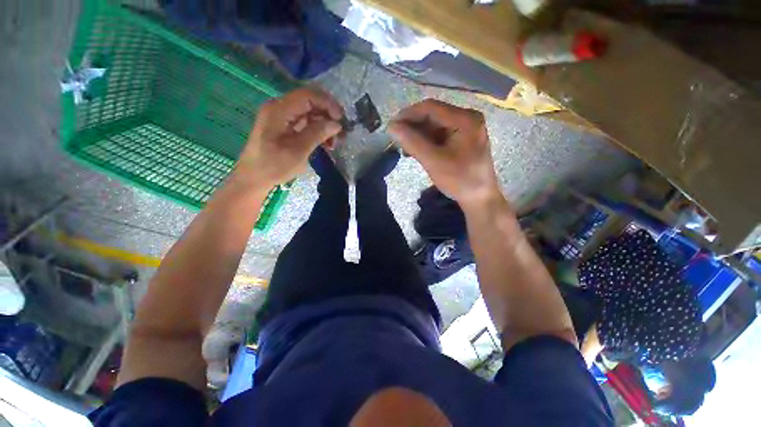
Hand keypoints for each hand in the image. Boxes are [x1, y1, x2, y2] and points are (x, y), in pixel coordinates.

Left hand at [235, 87, 343, 187]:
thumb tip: (337, 124)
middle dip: (328, 116)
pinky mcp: (284, 127)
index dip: (328, 104)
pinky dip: (317, 131)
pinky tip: (325, 143)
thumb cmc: (274, 166)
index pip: (308, 95)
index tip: (341, 120)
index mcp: (279, 110)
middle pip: (310, 102)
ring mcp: (281, 117)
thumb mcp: (298, 151)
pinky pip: (305, 123)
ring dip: (324, 125)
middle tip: (341, 134)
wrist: (254, 178)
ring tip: (333, 143)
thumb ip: (317, 134)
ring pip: (309, 113)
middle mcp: (280, 108)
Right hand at [389, 100, 499, 206]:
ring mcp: (465, 128)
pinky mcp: (462, 139)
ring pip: (434, 126)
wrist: (479, 197)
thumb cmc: (459, 179)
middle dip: (413, 127)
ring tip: (405, 149)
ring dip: (418, 135)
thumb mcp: (433, 161)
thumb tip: (392, 127)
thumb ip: (412, 142)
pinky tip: (415, 151)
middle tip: (396, 139)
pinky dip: (426, 142)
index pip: (431, 108)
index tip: (391, 126)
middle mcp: (467, 118)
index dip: (408, 114)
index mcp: (465, 119)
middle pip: (433, 115)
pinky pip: (439, 135)